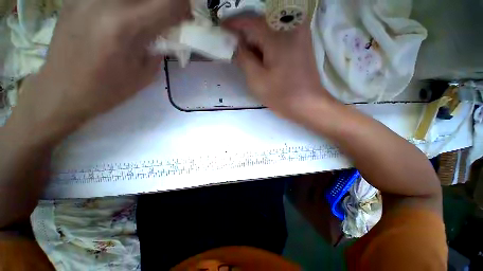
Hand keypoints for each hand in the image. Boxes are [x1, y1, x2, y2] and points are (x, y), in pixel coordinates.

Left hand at [12, 0, 189, 139]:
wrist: (62, 91)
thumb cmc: (107, 89)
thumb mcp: (144, 74)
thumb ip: (159, 48)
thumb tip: (169, 32)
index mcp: (127, 26)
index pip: (168, 2)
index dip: (184, 6)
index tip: (187, 16)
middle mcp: (106, 1)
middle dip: (165, 3)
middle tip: (166, 15)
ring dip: (144, 4)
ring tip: (145, 17)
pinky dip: (125, 4)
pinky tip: (121, 14)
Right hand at [224, 16, 335, 119]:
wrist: (308, 104)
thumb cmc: (281, 95)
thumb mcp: (257, 79)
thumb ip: (244, 58)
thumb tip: (237, 45)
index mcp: (278, 35)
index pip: (250, 21)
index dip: (234, 24)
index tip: (221, 28)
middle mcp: (291, 27)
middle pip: (261, 24)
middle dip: (245, 34)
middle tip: (233, 46)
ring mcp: (299, 34)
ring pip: (270, 30)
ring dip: (256, 41)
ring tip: (246, 55)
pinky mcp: (301, 44)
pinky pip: (279, 37)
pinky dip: (267, 44)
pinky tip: (261, 57)